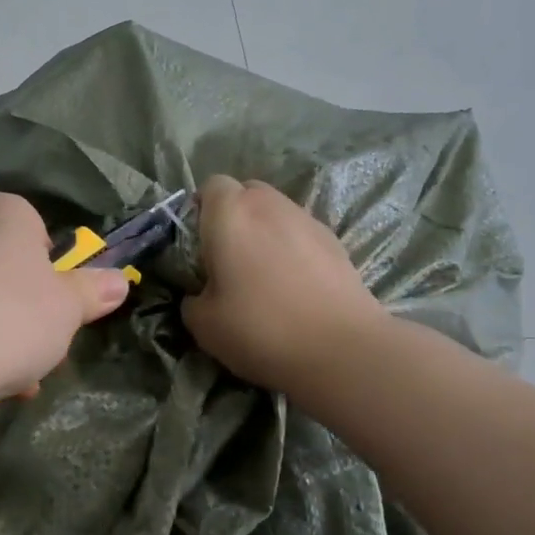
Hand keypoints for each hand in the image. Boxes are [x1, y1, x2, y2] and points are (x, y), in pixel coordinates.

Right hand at [181, 176, 383, 391]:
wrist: (341, 349)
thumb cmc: (260, 328)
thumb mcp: (204, 325)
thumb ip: (193, 300)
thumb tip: (200, 295)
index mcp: (230, 214)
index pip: (211, 186)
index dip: (201, 209)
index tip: (198, 243)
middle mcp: (269, 205)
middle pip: (247, 192)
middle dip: (235, 215)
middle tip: (228, 256)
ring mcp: (307, 220)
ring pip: (277, 212)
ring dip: (265, 232)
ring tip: (263, 274)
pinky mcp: (336, 242)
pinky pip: (302, 234)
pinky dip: (293, 249)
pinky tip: (294, 286)